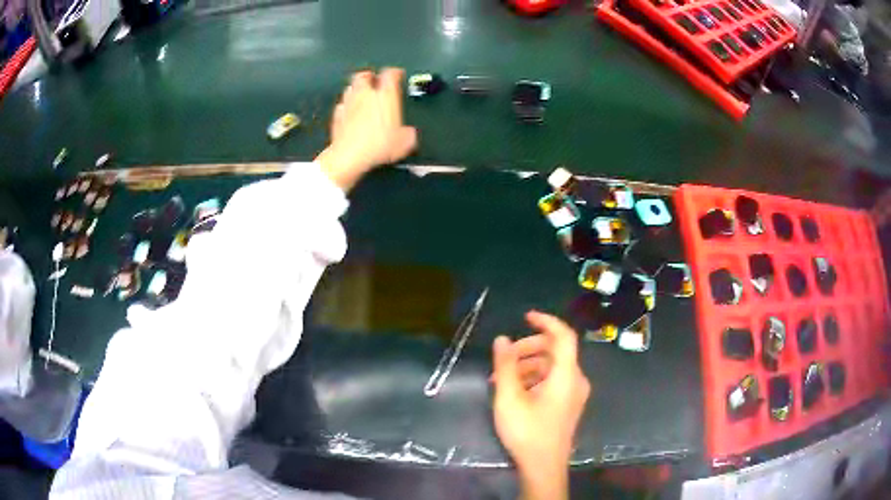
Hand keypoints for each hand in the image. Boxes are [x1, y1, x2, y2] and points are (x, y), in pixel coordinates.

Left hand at [316, 68, 417, 191]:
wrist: (350, 155)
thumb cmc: (378, 145)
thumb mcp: (404, 142)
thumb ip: (408, 134)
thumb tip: (410, 134)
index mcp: (385, 95)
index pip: (390, 74)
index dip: (395, 72)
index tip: (397, 74)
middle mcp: (366, 95)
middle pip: (364, 76)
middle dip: (369, 76)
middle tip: (374, 78)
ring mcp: (349, 104)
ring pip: (350, 87)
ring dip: (356, 88)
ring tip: (361, 93)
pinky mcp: (337, 116)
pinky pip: (341, 105)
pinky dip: (346, 106)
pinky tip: (349, 112)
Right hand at [492, 311, 590, 499]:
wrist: (543, 466)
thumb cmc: (527, 432)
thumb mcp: (509, 398)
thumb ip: (505, 366)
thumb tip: (502, 339)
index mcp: (566, 375)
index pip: (564, 336)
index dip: (546, 321)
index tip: (525, 317)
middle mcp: (576, 380)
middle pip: (555, 351)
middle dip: (528, 348)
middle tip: (503, 358)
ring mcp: (574, 393)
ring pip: (552, 366)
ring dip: (527, 365)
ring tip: (501, 379)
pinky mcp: (568, 404)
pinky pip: (553, 380)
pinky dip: (534, 378)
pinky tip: (514, 390)